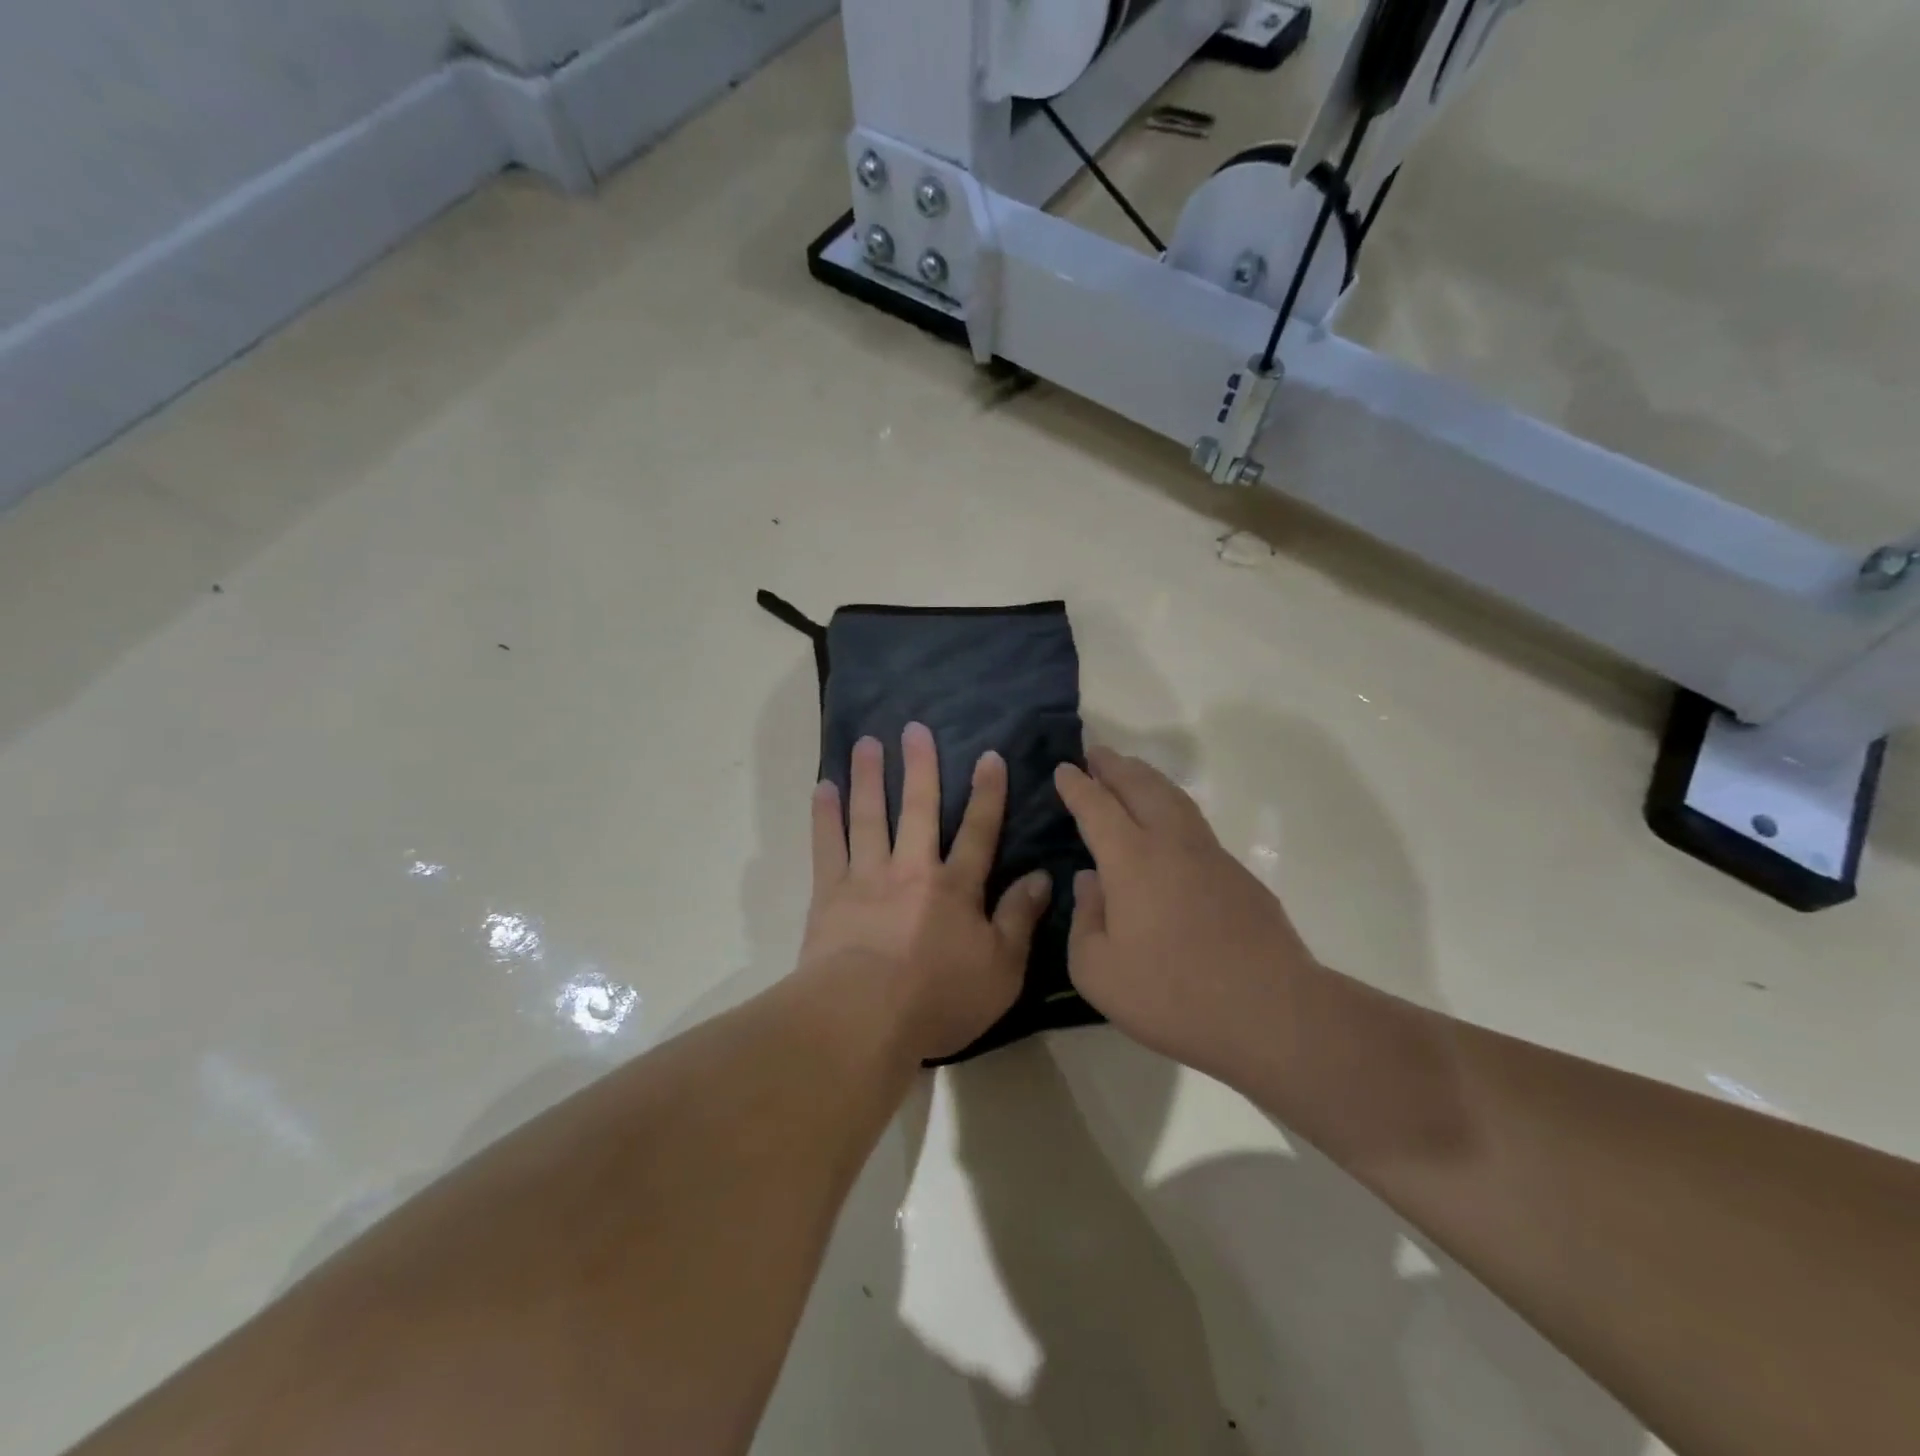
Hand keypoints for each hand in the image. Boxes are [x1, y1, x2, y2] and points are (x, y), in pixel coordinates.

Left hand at [801, 723, 1051, 1062]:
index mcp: (955, 887)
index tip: (989, 756)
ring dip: (869, 777)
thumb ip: (1020, 919)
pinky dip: (824, 814)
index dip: (987, 793)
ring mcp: (867, 877)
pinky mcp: (829, 894)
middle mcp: (912, 869)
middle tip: (914, 728)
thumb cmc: (939, 1000)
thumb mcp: (1002, 970)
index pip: (978, 831)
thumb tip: (1042, 877)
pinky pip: (827, 845)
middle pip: (918, 809)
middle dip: (919, 766)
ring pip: (869, 816)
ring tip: (867, 742)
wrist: (864, 1019)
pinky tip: (823, 786)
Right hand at [1054, 747, 1318, 1080]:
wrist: (1270, 1012)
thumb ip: (1085, 920)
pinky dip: (1173, 809)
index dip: (1077, 786)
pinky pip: (1195, 826)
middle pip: (1141, 787)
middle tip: (1097, 753)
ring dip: (1148, 779)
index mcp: (1131, 859)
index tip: (1064, 768)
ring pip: (1175, 799)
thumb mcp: (1098, 971)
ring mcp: (1211, 856)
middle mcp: (1171, 843)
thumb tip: (1091, 882)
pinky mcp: (1240, 876)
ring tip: (1132, 774)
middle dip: (1115, 766)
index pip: (1097, 807)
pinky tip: (1170, 829)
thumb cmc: (1172, 994)